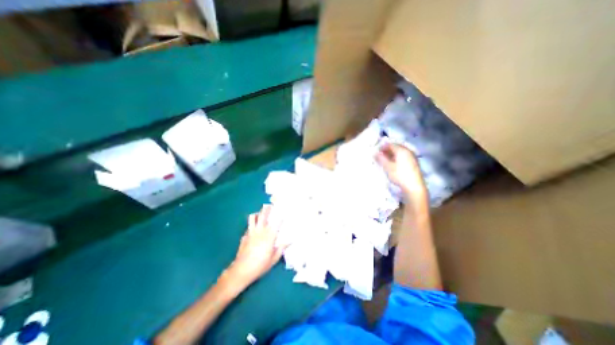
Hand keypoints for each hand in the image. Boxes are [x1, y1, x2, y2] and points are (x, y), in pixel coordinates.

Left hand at [227, 205, 284, 285]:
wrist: (241, 271)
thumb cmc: (260, 265)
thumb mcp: (274, 258)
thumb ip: (282, 248)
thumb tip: (291, 241)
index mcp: (269, 236)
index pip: (276, 222)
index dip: (280, 216)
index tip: (283, 212)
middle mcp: (260, 231)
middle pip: (263, 215)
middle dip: (267, 208)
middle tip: (271, 205)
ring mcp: (251, 232)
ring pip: (253, 217)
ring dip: (257, 213)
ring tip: (261, 213)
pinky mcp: (244, 236)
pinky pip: (248, 226)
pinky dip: (252, 224)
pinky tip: (254, 227)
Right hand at [375, 145, 428, 205]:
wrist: (414, 187)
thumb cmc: (399, 175)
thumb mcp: (387, 167)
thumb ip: (381, 158)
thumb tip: (375, 153)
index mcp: (402, 150)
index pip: (390, 144)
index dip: (382, 147)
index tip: (376, 152)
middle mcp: (408, 151)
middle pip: (396, 147)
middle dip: (387, 150)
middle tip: (380, 156)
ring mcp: (412, 157)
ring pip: (400, 152)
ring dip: (391, 155)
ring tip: (385, 160)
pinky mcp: (414, 163)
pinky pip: (403, 157)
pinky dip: (397, 158)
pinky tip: (393, 164)